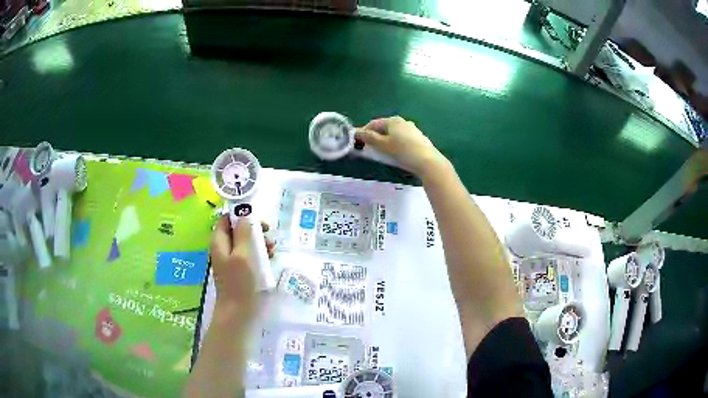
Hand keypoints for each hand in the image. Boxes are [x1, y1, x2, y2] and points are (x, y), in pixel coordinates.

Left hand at [209, 216, 274, 322]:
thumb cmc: (240, 283)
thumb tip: (245, 216)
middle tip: (269, 235)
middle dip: (254, 230)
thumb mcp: (243, 255)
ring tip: (272, 249)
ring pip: (245, 243)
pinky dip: (259, 254)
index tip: (258, 220)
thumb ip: (244, 233)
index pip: (226, 219)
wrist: (238, 313)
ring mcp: (231, 261)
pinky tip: (269, 259)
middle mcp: (223, 249)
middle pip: (237, 230)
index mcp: (219, 242)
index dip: (241, 215)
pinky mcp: (239, 271)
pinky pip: (249, 256)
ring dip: (259, 242)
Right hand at [355, 116, 449, 178]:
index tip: (358, 143)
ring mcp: (412, 129)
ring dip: (385, 141)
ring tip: (383, 152)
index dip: (364, 132)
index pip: (373, 123)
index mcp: (393, 120)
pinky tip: (397, 154)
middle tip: (370, 149)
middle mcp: (403, 122)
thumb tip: (356, 132)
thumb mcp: (382, 145)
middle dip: (375, 137)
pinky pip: (402, 139)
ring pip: (394, 134)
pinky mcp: (419, 138)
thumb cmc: (402, 151)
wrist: (428, 162)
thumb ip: (369, 138)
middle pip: (384, 128)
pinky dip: (396, 144)